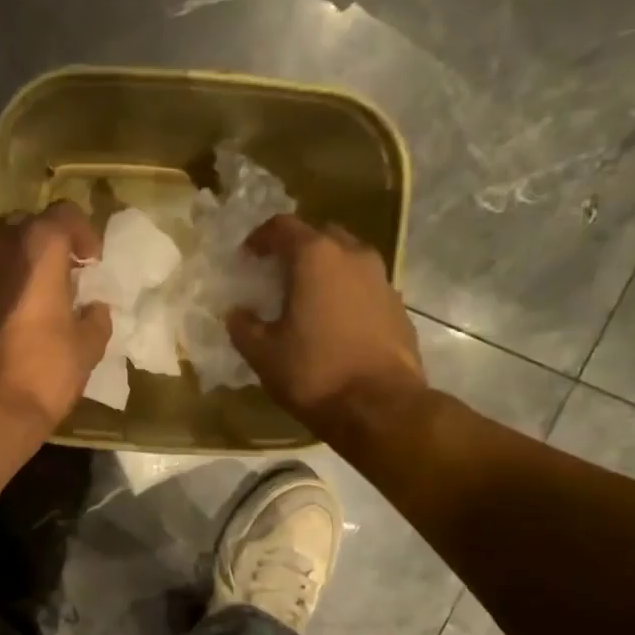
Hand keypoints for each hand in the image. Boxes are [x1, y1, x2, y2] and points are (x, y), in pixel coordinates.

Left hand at [0, 200, 112, 432]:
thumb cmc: (45, 370)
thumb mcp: (87, 347)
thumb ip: (95, 320)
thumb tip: (95, 310)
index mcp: (37, 248)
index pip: (63, 214)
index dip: (83, 233)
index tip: (93, 262)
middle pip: (25, 225)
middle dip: (47, 244)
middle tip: (65, 273)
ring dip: (19, 264)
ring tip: (37, 294)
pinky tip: (12, 316)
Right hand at [227, 216, 426, 428]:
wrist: (380, 407)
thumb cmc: (314, 373)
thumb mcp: (263, 353)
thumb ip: (243, 326)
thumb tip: (236, 313)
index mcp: (316, 257)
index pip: (283, 227)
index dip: (260, 238)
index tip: (247, 257)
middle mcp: (354, 256)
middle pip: (321, 236)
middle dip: (297, 250)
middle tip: (277, 275)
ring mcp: (382, 280)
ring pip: (348, 260)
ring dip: (326, 272)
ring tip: (306, 300)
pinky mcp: (398, 307)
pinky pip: (365, 287)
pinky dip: (346, 294)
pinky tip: (334, 324)